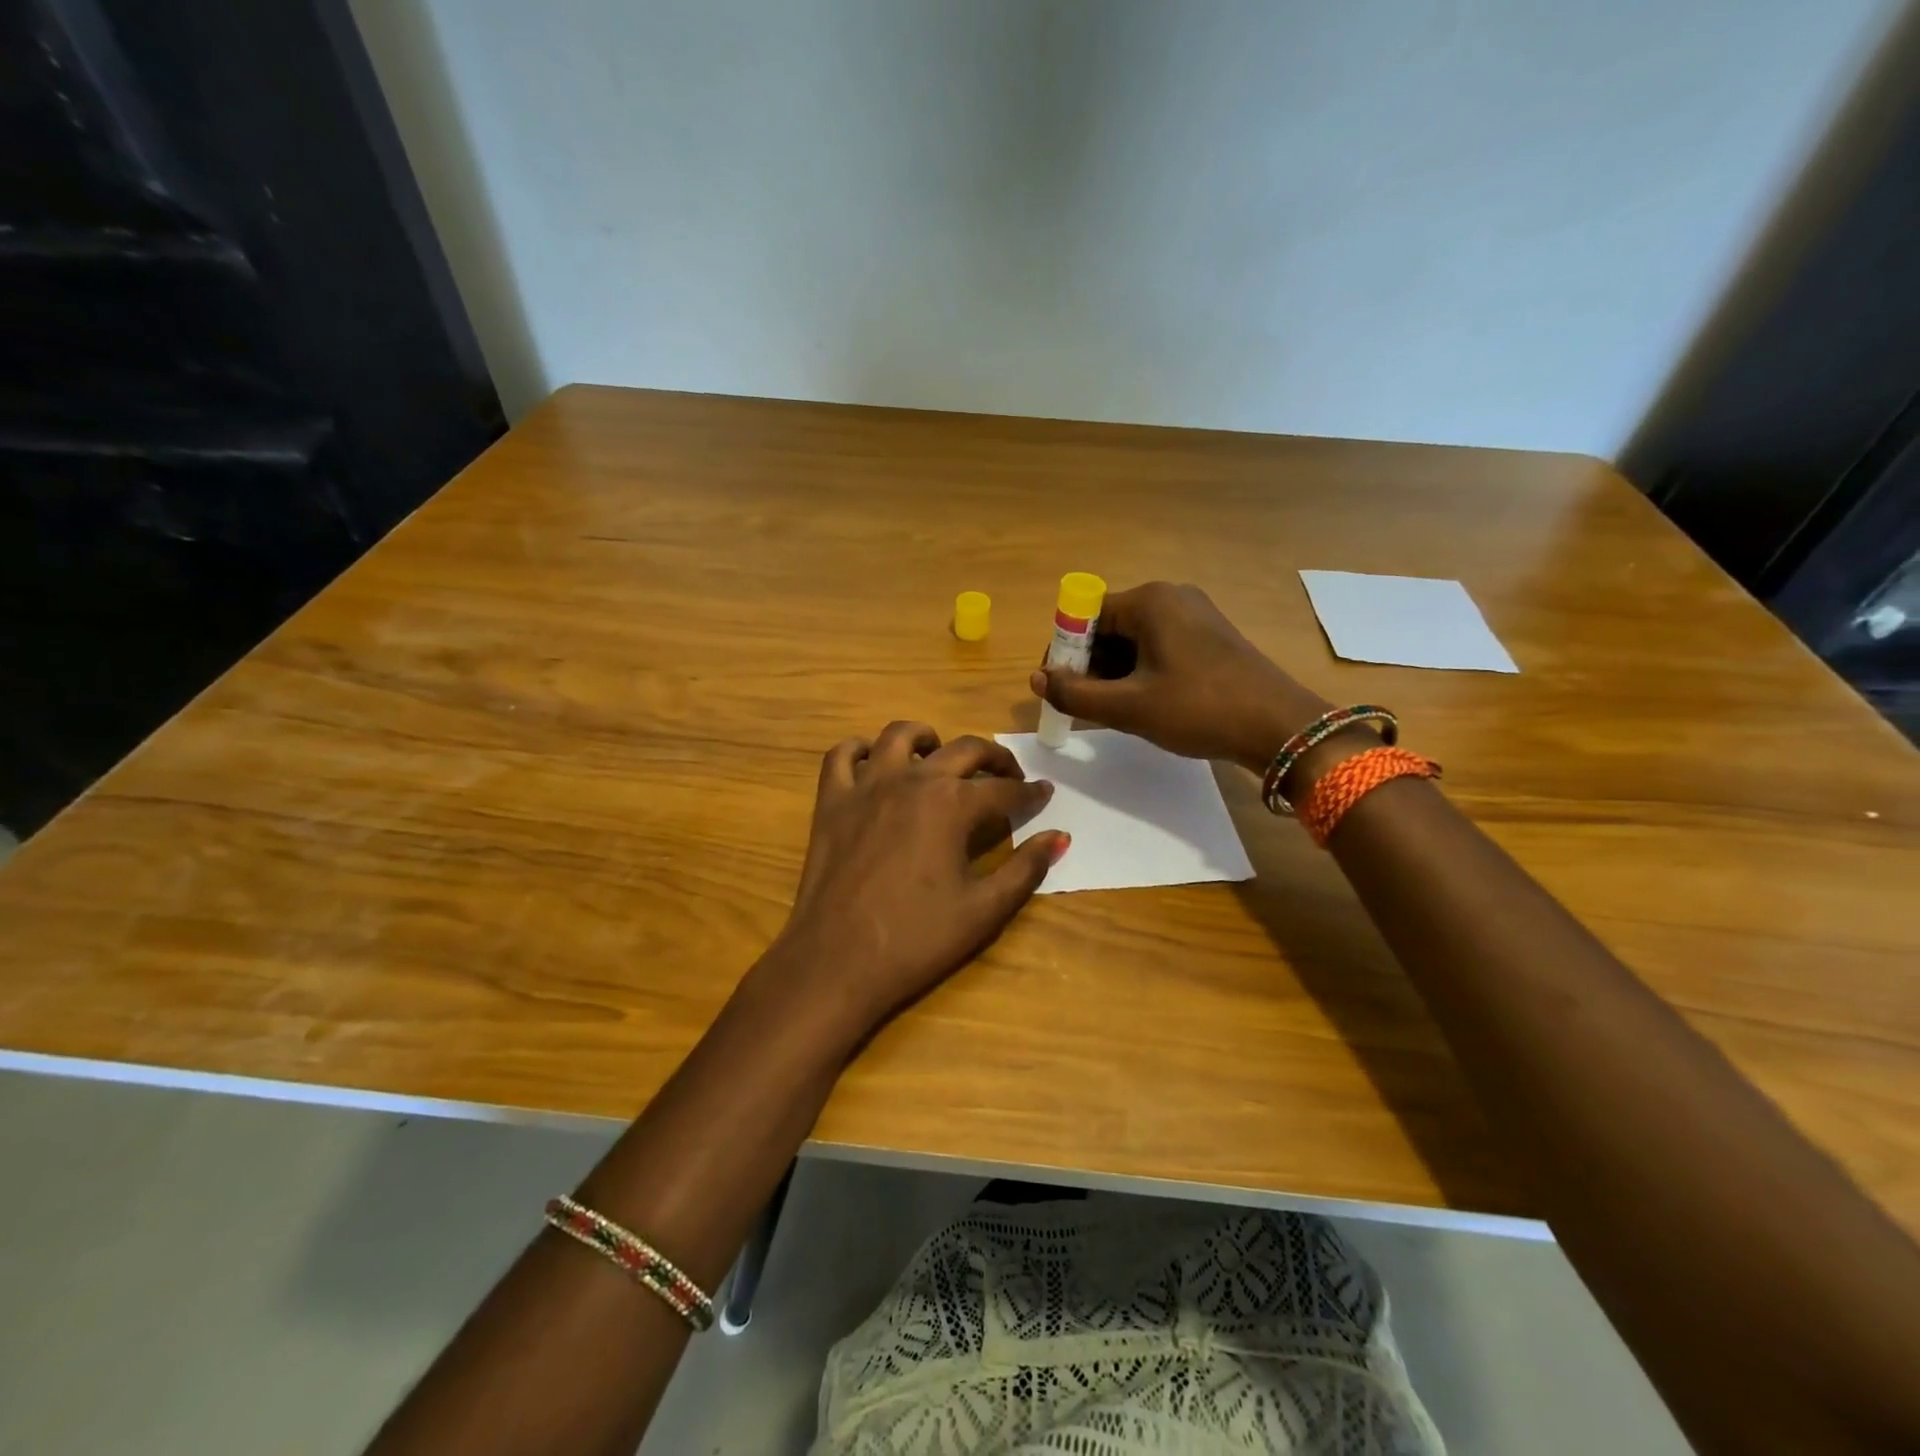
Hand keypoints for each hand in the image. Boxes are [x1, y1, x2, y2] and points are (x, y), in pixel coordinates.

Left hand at [764, 722, 1067, 1043]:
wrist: (837, 961)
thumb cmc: (916, 939)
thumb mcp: (984, 910)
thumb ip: (1026, 868)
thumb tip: (1060, 837)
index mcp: (953, 805)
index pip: (1004, 789)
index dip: (1030, 792)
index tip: (1044, 794)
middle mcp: (912, 780)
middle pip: (963, 750)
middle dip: (993, 758)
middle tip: (1006, 775)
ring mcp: (866, 785)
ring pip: (900, 735)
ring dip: (928, 738)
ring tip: (939, 756)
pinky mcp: (831, 800)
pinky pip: (842, 755)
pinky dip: (860, 749)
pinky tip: (874, 763)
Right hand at [1031, 581, 1331, 773]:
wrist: (1280, 727)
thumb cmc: (1199, 709)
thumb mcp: (1128, 708)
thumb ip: (1075, 694)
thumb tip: (1037, 680)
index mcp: (1150, 601)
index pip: (1085, 616)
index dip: (1063, 651)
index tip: (1057, 687)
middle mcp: (1171, 597)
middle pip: (1109, 627)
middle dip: (1089, 666)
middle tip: (1084, 706)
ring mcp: (1194, 615)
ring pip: (1133, 640)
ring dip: (1114, 673)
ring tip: (1113, 712)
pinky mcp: (1209, 637)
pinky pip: (1158, 647)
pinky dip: (1140, 672)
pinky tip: (1143, 705)